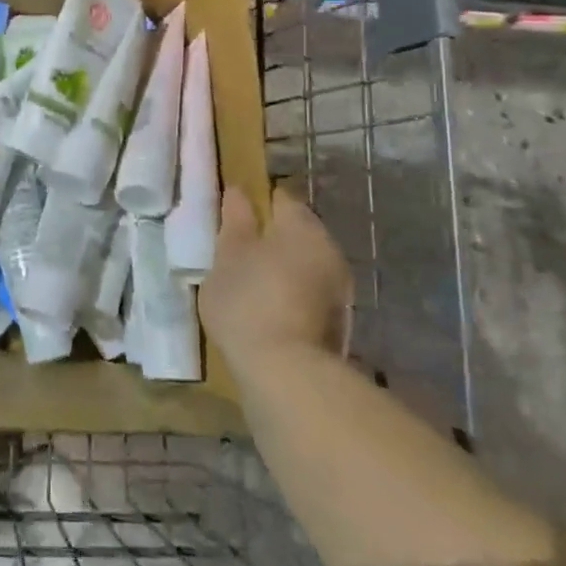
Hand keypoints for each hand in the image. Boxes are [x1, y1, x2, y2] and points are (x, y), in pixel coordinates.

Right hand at [200, 185, 352, 372]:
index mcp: (302, 225)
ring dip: (281, 267)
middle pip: (296, 231)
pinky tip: (266, 308)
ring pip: (304, 263)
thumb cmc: (248, 301)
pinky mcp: (338, 321)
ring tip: (248, 282)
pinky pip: (309, 292)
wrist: (286, 374)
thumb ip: (234, 221)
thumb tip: (238, 192)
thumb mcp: (227, 255)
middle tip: (236, 251)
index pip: (279, 198)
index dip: (255, 202)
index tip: (231, 216)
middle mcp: (329, 249)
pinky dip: (290, 292)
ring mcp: (338, 287)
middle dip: (270, 237)